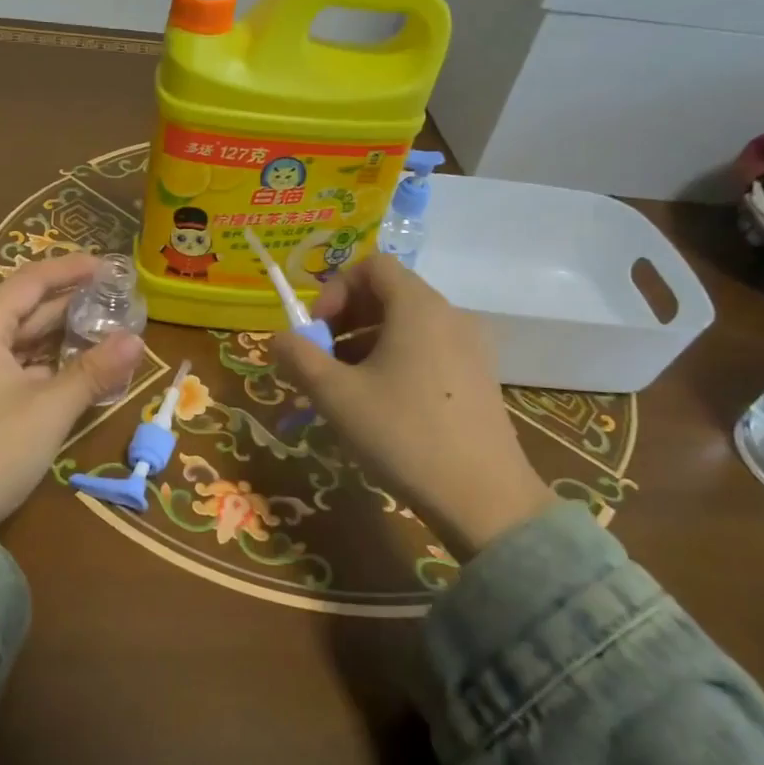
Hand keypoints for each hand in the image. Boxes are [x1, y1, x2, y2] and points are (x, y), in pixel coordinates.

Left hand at [0, 254, 143, 532]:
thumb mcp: (51, 406)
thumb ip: (94, 370)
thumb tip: (137, 340)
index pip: (31, 281)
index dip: (70, 270)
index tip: (108, 265)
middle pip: (28, 308)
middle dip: (71, 303)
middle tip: (116, 297)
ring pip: (25, 340)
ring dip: (63, 335)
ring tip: (107, 328)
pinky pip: (20, 366)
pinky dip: (50, 363)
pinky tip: (80, 367)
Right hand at [272, 254, 552, 556]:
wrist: (484, 499)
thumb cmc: (404, 435)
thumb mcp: (336, 396)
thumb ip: (299, 357)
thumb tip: (279, 338)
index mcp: (419, 307)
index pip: (372, 265)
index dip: (335, 289)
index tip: (316, 331)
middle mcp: (450, 316)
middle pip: (388, 293)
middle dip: (345, 319)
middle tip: (321, 360)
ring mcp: (470, 347)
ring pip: (406, 325)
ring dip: (365, 342)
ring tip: (343, 387)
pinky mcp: (479, 378)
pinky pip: (427, 350)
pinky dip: (395, 360)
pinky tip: (380, 405)